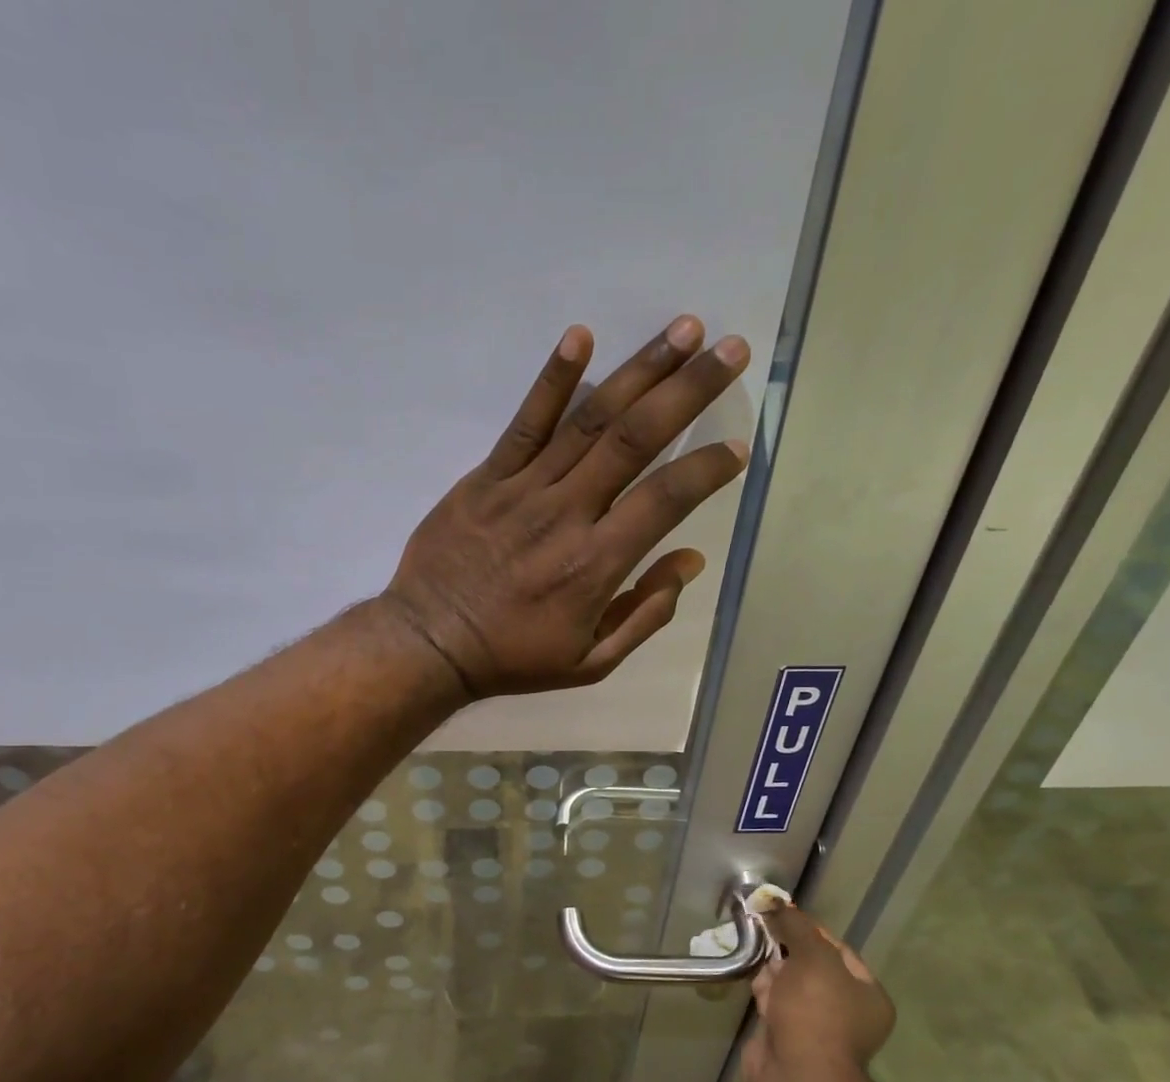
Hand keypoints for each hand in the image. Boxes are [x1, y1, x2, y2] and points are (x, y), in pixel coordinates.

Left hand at [381, 316, 750, 697]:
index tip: (738, 446)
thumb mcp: (591, 663)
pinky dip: (553, 380)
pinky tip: (581, 337)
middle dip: (689, 391)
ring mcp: (523, 490)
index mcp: (596, 564)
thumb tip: (690, 560)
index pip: (666, 499)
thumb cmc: (514, 658)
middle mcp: (567, 515)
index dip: (707, 468)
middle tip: (731, 350)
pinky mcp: (486, 478)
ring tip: (684, 329)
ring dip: (640, 370)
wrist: (431, 644)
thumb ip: (645, 614)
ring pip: (590, 420)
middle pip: (636, 439)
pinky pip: (524, 423)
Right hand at [740, 904, 897, 1081]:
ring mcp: (814, 1026)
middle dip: (786, 947)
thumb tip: (776, 902)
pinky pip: (774, 1003)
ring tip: (750, 945)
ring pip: (790, 984)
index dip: (809, 929)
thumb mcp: (813, 958)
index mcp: (866, 993)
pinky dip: (762, 989)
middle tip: (761, 927)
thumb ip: (796, 927)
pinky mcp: (785, 1037)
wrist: (796, 1076)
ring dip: (771, 967)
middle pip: (811, 965)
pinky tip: (748, 973)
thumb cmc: (816, 1013)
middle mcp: (845, 1010)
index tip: (781, 914)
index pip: (838, 949)